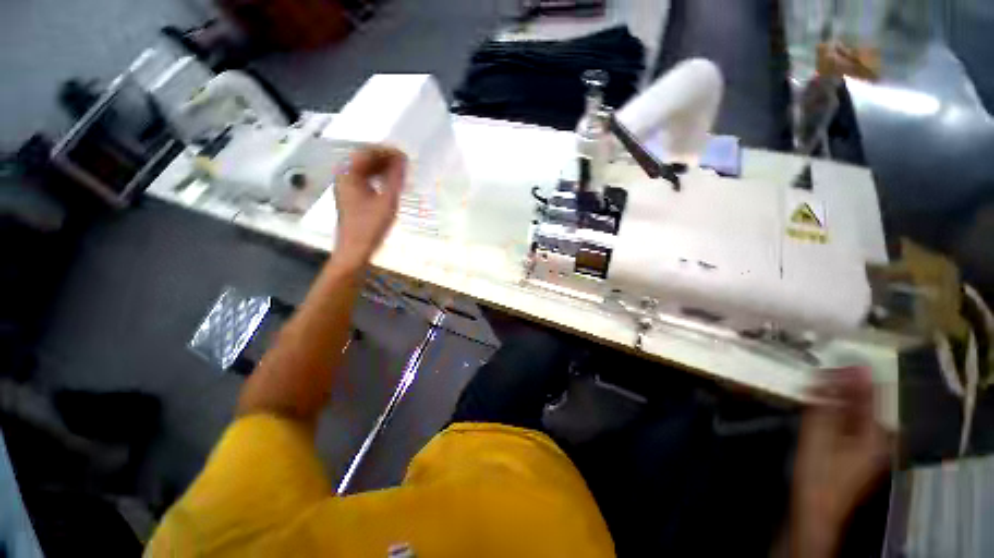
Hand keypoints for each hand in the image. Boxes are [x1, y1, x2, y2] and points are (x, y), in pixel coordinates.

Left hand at [332, 145, 406, 270]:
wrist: (354, 250)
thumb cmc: (371, 226)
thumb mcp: (387, 201)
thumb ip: (395, 178)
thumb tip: (403, 159)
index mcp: (349, 173)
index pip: (367, 152)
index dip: (387, 151)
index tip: (405, 155)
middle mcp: (343, 176)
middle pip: (363, 158)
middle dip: (384, 158)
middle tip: (404, 163)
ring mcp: (345, 187)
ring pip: (363, 169)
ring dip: (381, 167)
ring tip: (399, 172)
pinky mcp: (350, 197)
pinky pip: (363, 179)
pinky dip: (376, 177)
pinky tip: (388, 183)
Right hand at [790, 367, 890, 557]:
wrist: (816, 507)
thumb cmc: (818, 470)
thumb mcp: (821, 432)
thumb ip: (836, 400)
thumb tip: (849, 370)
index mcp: (876, 431)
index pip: (872, 392)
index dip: (852, 375)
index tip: (830, 363)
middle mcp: (881, 435)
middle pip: (866, 401)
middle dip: (840, 387)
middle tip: (814, 380)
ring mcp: (872, 444)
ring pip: (857, 410)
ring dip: (835, 399)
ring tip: (812, 393)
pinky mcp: (861, 449)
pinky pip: (852, 421)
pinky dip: (836, 412)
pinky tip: (819, 411)